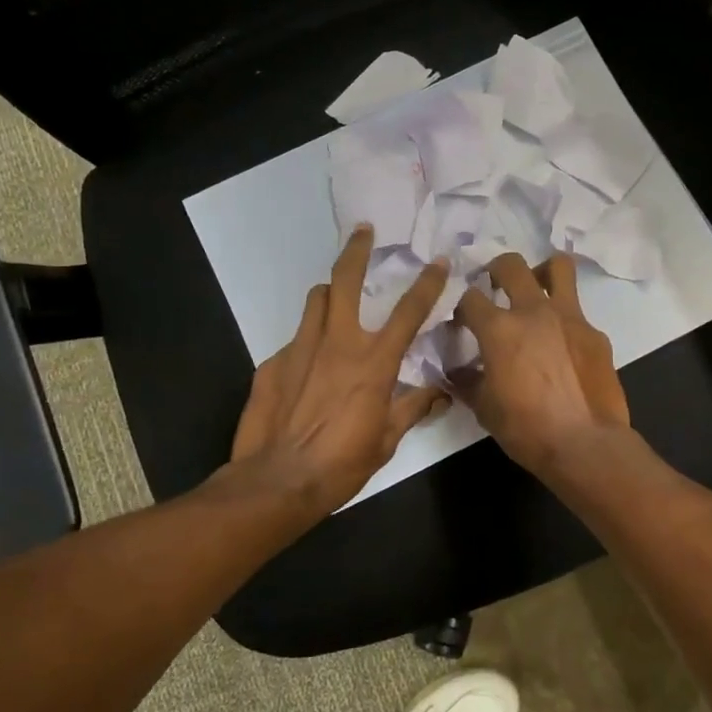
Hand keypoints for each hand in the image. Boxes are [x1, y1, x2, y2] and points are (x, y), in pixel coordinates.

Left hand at [230, 225, 450, 513]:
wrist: (278, 479)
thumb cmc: (342, 463)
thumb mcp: (387, 440)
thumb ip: (413, 408)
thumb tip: (439, 394)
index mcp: (374, 362)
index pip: (408, 312)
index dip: (427, 284)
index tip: (437, 262)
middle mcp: (338, 343)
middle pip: (345, 279)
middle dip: (356, 250)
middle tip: (363, 231)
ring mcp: (300, 348)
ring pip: (316, 300)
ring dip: (330, 294)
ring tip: (335, 300)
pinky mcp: (273, 362)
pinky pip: (295, 340)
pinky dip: (307, 343)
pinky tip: (306, 368)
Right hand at [451, 253, 630, 476]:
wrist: (586, 444)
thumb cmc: (527, 429)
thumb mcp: (484, 409)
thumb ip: (467, 382)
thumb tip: (456, 371)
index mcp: (499, 329)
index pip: (469, 298)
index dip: (459, 306)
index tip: (460, 321)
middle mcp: (533, 311)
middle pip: (510, 265)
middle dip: (495, 269)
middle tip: (493, 286)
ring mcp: (569, 317)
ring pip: (557, 267)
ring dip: (541, 271)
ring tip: (535, 288)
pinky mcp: (595, 333)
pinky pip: (577, 311)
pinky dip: (563, 319)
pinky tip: (561, 344)